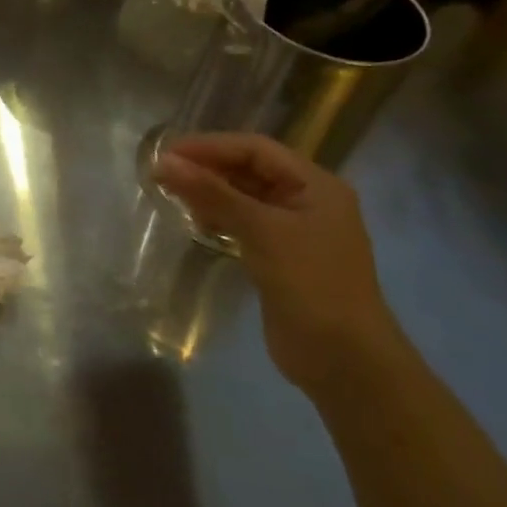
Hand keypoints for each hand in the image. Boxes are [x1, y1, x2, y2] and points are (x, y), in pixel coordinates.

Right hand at [153, 133, 400, 390]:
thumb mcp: (260, 230)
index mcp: (316, 185)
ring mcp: (295, 231)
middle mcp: (308, 201)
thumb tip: (164, 161)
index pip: (255, 149)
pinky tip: (195, 222)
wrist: (344, 360)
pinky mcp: (281, 258)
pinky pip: (245, 224)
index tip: (168, 153)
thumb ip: (211, 192)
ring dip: (210, 193)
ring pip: (245, 197)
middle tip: (163, 173)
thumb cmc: (310, 283)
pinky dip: (219, 218)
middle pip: (250, 170)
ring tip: (172, 195)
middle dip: (208, 168)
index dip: (211, 146)